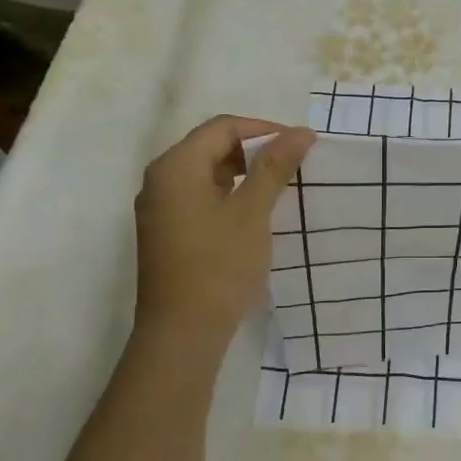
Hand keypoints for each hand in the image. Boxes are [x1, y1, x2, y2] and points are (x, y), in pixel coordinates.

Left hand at [134, 116, 313, 341]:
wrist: (182, 333)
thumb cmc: (219, 267)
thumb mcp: (252, 213)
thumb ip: (274, 168)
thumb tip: (301, 132)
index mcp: (175, 166)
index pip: (223, 127)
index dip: (264, 129)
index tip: (299, 146)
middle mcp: (160, 179)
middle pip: (211, 146)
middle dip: (254, 150)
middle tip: (292, 166)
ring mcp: (159, 207)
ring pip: (205, 173)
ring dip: (242, 173)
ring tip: (278, 188)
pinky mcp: (165, 231)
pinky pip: (199, 197)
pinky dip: (228, 195)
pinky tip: (252, 213)